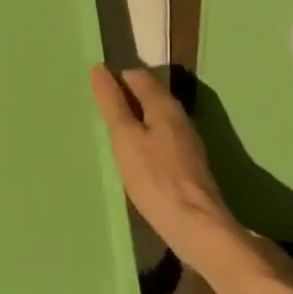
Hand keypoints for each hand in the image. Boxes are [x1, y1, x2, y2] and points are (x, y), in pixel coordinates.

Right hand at [89, 65, 243, 274]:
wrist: (197, 224)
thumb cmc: (155, 178)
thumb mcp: (125, 138)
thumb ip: (112, 103)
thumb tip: (99, 69)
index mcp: (164, 104)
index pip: (137, 75)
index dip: (115, 80)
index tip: (95, 95)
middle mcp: (179, 115)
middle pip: (148, 95)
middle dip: (125, 99)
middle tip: (99, 116)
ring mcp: (187, 139)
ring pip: (156, 118)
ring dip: (135, 121)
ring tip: (112, 136)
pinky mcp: (189, 162)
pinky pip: (162, 138)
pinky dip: (146, 139)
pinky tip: (135, 159)